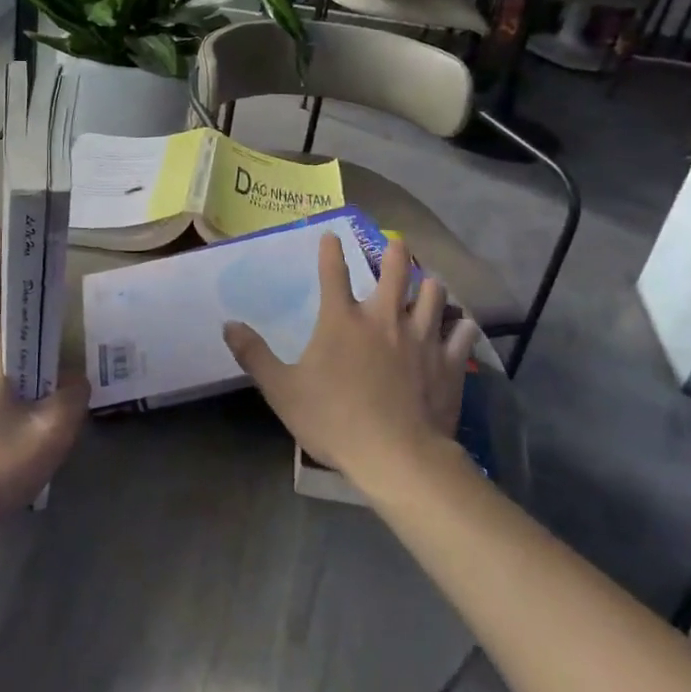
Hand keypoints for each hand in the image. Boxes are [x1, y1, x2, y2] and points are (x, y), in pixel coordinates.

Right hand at [224, 234, 477, 496]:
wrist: (396, 456)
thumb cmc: (333, 420)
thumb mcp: (282, 390)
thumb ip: (254, 355)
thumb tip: (228, 325)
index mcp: (342, 320)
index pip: (333, 271)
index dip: (330, 250)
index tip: (331, 235)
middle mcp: (384, 317)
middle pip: (396, 268)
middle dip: (395, 251)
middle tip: (396, 244)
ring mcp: (422, 337)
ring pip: (434, 293)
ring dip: (429, 284)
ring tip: (427, 284)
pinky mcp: (449, 361)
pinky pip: (462, 332)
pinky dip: (460, 326)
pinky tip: (459, 326)